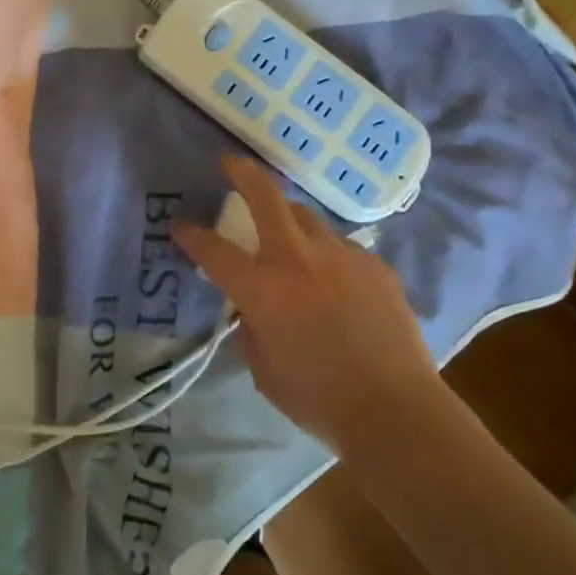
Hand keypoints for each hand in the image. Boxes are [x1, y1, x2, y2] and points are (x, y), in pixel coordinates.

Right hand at [174, 156, 437, 453]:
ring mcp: (341, 256)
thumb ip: (250, 328)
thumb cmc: (318, 399)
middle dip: (242, 174)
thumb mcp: (263, 370)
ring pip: (307, 218)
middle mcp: (298, 259)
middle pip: (266, 196)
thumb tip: (251, 308)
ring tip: (287, 239)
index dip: (191, 235)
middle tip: (230, 164)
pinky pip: (340, 247)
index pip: (214, 250)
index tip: (180, 227)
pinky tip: (333, 282)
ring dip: (288, 221)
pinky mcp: (374, 265)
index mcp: (262, 289)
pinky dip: (326, 256)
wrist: (395, 409)